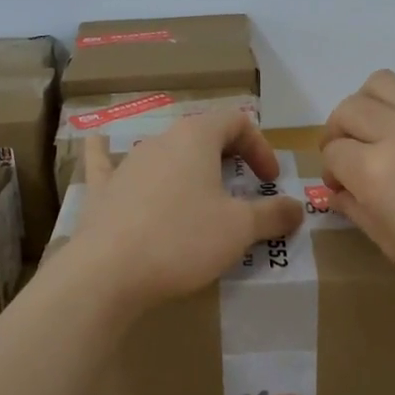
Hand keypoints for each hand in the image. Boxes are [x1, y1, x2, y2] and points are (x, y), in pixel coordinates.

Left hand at [63, 110, 303, 314]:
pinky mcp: (102, 190)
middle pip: (202, 135)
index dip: (260, 146)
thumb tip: (297, 208)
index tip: (269, 180)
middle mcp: (161, 140)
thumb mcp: (240, 229)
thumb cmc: (182, 239)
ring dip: (186, 167)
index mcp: (196, 137)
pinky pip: (106, 163)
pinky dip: (107, 153)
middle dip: (227, 157)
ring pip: (164, 152)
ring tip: (199, 196)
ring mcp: (127, 163)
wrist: (108, 272)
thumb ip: (272, 214)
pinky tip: (96, 140)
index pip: (237, 121)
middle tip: (242, 189)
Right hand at [319, 56, 394, 335]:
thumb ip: (359, 211)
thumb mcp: (394, 247)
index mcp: (375, 172)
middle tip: (351, 154)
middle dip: (340, 132)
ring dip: (369, 100)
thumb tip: (337, 191)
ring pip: (384, 81)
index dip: (332, 170)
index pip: (335, 153)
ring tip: (380, 122)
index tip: (341, 185)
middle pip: (350, 110)